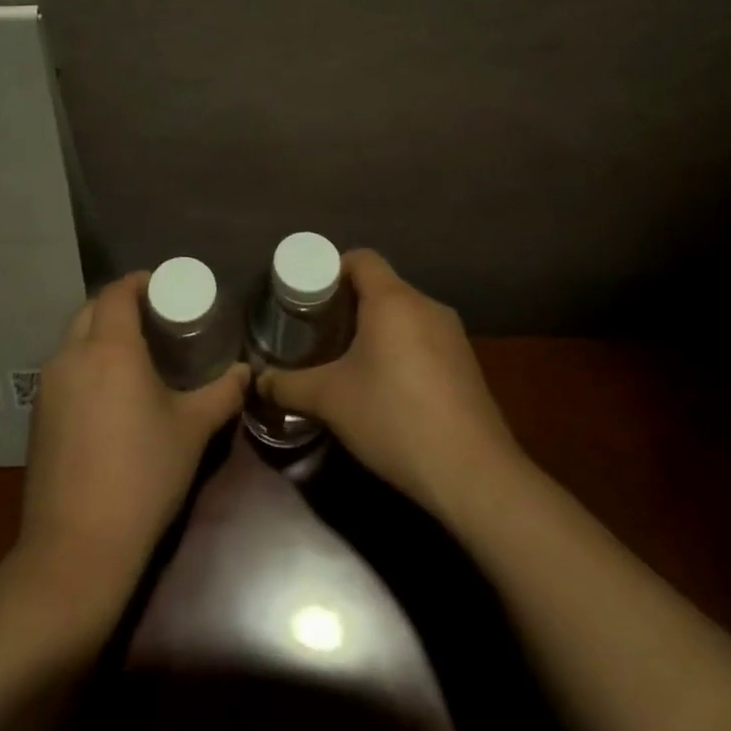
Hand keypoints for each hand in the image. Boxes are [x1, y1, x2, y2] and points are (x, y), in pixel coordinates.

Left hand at [14, 272, 248, 605]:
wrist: (77, 547)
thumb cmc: (142, 476)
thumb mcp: (192, 431)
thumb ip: (223, 393)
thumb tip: (246, 372)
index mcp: (109, 348)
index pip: (117, 292)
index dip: (140, 282)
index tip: (165, 288)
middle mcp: (70, 356)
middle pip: (91, 309)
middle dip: (120, 305)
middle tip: (155, 319)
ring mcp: (47, 387)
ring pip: (73, 339)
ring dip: (100, 334)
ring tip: (134, 354)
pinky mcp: (37, 416)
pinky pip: (63, 370)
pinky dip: (85, 363)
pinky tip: (108, 393)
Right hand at [261, 249, 520, 518]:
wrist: (472, 472)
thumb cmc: (393, 417)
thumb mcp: (329, 400)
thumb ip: (287, 385)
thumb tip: (258, 381)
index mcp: (393, 300)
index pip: (361, 258)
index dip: (331, 269)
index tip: (309, 296)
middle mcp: (426, 306)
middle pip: (383, 287)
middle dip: (349, 303)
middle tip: (319, 331)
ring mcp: (453, 335)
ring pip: (405, 315)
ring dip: (377, 329)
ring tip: (349, 360)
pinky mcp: (467, 365)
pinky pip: (425, 340)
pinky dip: (402, 350)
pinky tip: (387, 388)